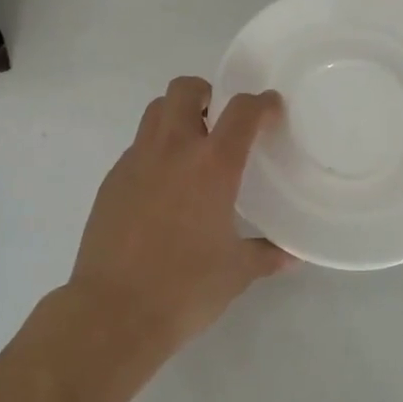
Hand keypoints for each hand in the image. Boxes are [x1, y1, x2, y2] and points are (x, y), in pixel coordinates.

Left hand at [66, 76, 286, 355]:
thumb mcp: (236, 272)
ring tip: (192, 147)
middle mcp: (173, 150)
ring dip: (176, 115)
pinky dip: (155, 150)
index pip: (241, 111)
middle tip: (219, 119)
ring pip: (155, 112)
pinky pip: (137, 147)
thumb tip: (290, 255)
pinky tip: (163, 186)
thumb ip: (266, 255)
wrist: (113, 312)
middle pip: (184, 90)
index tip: (270, 108)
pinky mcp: (112, 180)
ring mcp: (136, 161)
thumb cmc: (185, 289)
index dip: (260, 103)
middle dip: (205, 92)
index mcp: (212, 166)